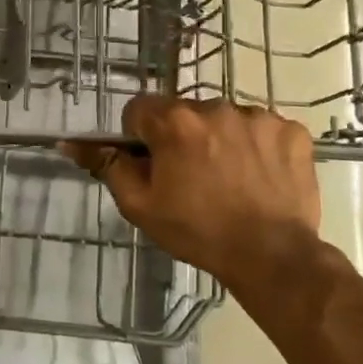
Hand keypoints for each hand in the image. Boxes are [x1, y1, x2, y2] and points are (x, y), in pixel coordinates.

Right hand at [60, 97, 321, 290]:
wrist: (272, 256)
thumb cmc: (198, 231)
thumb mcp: (139, 205)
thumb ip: (107, 166)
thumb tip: (70, 143)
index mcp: (175, 122)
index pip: (139, 109)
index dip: (140, 138)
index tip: (153, 166)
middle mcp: (215, 107)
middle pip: (183, 113)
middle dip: (181, 137)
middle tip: (191, 178)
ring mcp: (258, 117)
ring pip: (222, 119)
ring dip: (218, 139)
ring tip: (228, 180)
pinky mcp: (292, 130)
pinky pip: (261, 129)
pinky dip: (256, 146)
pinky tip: (258, 176)